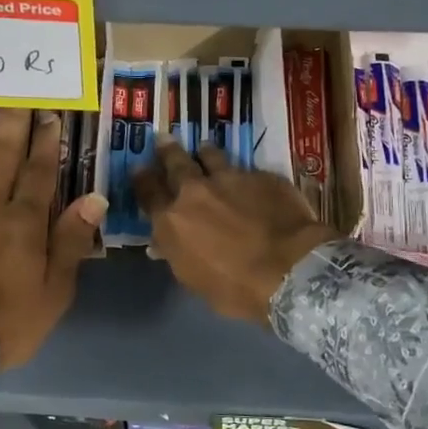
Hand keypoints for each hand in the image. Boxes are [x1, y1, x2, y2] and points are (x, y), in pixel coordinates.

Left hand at [0, 108, 105, 371]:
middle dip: (12, 124)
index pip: (38, 171)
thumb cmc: (7, 321)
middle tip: (17, 93)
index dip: (46, 142)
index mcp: (24, 222)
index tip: (50, 114)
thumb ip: (71, 241)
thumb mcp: (54, 290)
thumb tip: (94, 198)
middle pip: (2, 157)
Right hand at [134, 141, 340, 322]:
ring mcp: (230, 178)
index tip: (139, 168)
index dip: (141, 178)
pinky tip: (247, 177)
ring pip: (211, 156)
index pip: (147, 192)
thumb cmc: (235, 288)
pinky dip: (242, 173)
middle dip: (167, 151)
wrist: (288, 269)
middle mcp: (195, 192)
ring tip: (203, 148)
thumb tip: (163, 243)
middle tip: (163, 140)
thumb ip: (177, 253)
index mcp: (172, 220)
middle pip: (175, 162)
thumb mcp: (193, 279)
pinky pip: (246, 169)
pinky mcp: (262, 176)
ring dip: (204, 152)